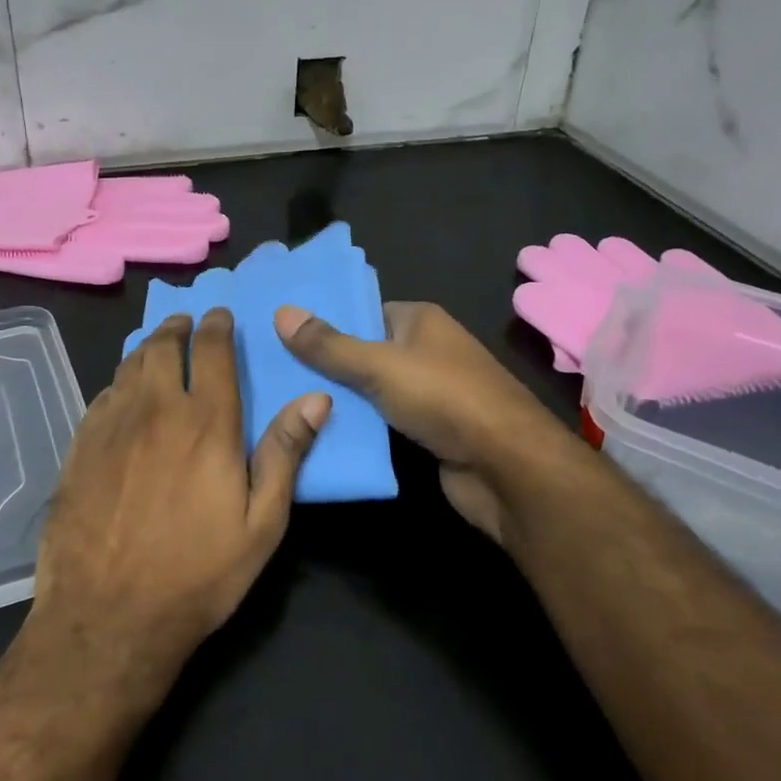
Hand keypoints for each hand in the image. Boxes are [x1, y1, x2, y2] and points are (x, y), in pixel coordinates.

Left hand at [29, 309, 329, 688]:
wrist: (107, 617)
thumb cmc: (198, 574)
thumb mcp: (261, 523)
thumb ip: (285, 454)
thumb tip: (316, 398)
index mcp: (206, 422)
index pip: (213, 351)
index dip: (218, 326)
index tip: (220, 314)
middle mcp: (155, 410)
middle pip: (163, 347)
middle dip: (177, 327)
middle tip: (185, 323)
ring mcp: (111, 427)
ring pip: (128, 366)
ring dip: (146, 349)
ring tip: (156, 347)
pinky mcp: (79, 448)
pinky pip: (101, 397)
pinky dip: (118, 384)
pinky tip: (121, 394)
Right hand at [275, 301, 574, 543]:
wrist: (508, 469)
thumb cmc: (446, 399)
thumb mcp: (380, 366)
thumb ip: (329, 345)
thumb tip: (281, 311)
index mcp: (420, 320)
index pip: (363, 312)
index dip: (326, 321)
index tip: (280, 333)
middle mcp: (426, 351)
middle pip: (363, 352)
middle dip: (324, 364)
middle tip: (271, 370)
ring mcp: (428, 394)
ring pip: (370, 390)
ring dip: (337, 399)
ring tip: (282, 400)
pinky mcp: (427, 432)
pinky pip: (381, 423)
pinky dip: (356, 428)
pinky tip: (316, 433)